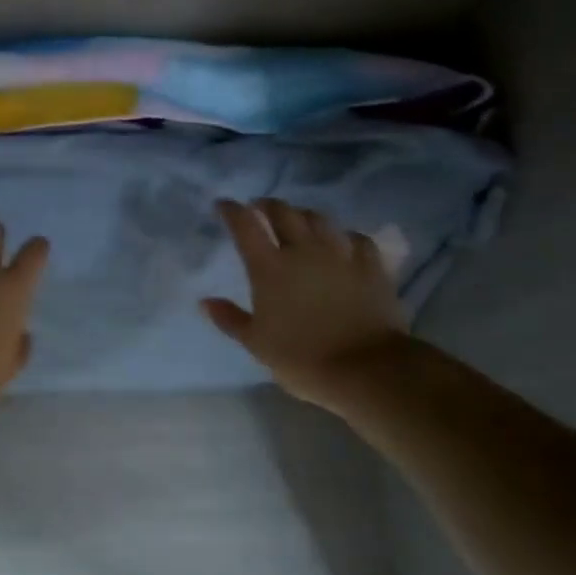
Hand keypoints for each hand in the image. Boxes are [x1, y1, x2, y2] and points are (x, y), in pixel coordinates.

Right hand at [201, 198, 409, 411]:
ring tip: (299, 221)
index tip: (223, 205)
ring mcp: (340, 254)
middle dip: (267, 205)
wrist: (366, 369)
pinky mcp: (370, 265)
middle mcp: (303, 250)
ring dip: (303, 215)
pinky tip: (343, 242)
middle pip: (283, 211)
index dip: (231, 210)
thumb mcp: (257, 344)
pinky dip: (345, 236)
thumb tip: (205, 301)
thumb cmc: (303, 359)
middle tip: (260, 208)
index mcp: (269, 267)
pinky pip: (357, 237)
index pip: (245, 225)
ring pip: (319, 218)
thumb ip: (230, 319)